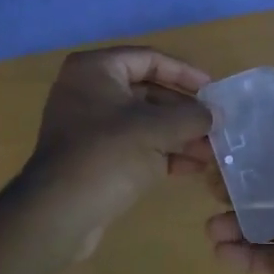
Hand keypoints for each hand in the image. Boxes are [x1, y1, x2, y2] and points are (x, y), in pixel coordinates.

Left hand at [25, 47, 212, 250]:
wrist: (58, 213)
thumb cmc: (107, 155)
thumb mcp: (155, 130)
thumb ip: (190, 117)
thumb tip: (216, 115)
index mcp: (95, 69)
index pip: (149, 60)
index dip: (184, 74)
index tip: (213, 91)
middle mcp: (88, 90)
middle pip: (147, 91)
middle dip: (184, 111)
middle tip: (216, 125)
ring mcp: (88, 125)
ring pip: (142, 122)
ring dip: (177, 135)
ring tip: (212, 151)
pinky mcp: (92, 157)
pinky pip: (133, 145)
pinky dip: (161, 152)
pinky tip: (193, 167)